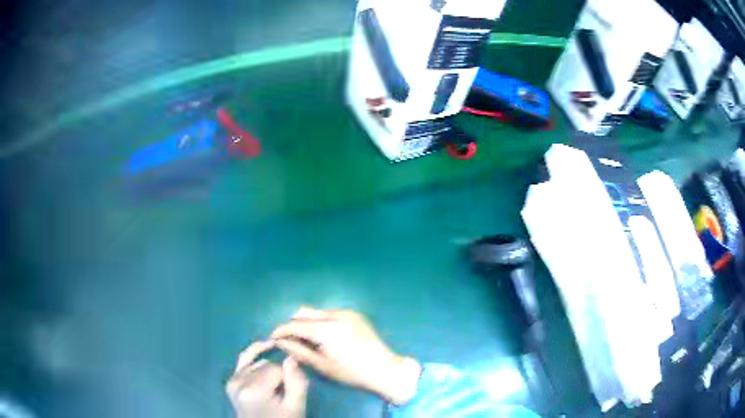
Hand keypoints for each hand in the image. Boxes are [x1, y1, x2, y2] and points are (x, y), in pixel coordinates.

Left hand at [226, 341, 307, 417]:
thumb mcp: (296, 406)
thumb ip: (297, 383)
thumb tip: (292, 357)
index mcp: (254, 390)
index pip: (277, 369)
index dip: (288, 378)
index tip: (290, 393)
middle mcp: (238, 382)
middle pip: (268, 365)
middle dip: (279, 375)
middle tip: (283, 393)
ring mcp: (232, 380)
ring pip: (259, 362)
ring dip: (269, 371)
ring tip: (275, 388)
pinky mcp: (231, 381)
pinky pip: (243, 359)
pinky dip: (255, 352)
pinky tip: (267, 345)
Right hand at [271, 307, 420, 404]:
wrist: (384, 368)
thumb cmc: (351, 372)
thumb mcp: (321, 365)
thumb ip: (298, 351)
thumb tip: (280, 342)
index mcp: (325, 328)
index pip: (294, 324)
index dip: (281, 331)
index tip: (273, 338)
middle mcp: (334, 314)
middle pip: (303, 312)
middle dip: (292, 324)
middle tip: (289, 339)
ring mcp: (346, 312)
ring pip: (316, 311)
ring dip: (306, 321)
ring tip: (306, 339)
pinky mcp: (354, 314)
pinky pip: (329, 313)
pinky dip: (320, 321)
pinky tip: (323, 336)